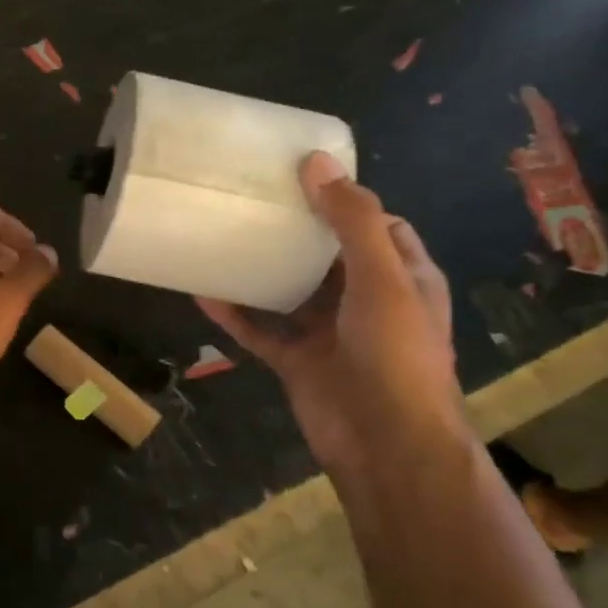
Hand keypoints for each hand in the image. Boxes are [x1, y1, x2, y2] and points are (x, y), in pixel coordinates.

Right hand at [197, 152, 459, 474]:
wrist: (385, 445)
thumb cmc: (394, 355)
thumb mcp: (381, 278)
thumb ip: (352, 221)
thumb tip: (316, 162)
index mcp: (403, 278)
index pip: (378, 227)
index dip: (346, 201)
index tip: (302, 178)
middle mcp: (368, 302)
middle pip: (328, 256)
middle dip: (297, 230)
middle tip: (253, 200)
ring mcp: (331, 334)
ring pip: (291, 293)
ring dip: (263, 269)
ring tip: (225, 235)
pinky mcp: (298, 362)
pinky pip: (261, 331)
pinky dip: (236, 314)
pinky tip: (203, 292)